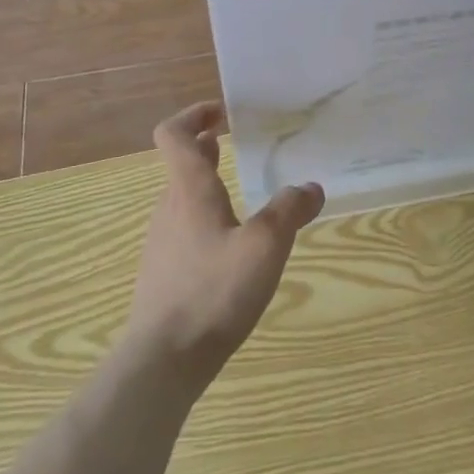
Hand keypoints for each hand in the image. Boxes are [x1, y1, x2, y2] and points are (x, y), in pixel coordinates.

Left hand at [125, 102, 324, 390]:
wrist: (163, 361)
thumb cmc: (213, 291)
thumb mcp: (265, 246)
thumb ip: (290, 211)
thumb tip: (311, 187)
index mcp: (189, 191)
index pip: (173, 135)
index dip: (193, 115)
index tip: (220, 112)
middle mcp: (169, 209)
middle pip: (180, 165)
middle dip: (204, 148)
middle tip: (232, 143)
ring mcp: (162, 244)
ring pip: (182, 199)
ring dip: (206, 184)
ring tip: (239, 193)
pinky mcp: (163, 275)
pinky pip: (183, 231)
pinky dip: (204, 219)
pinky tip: (230, 246)